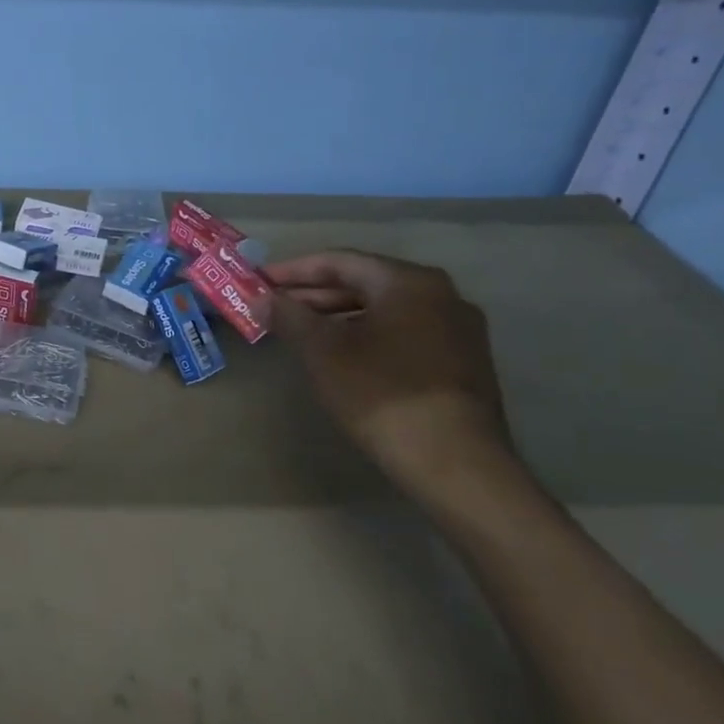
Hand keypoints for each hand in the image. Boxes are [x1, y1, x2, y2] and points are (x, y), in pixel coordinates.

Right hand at [265, 249, 530, 510]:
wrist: (455, 462)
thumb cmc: (381, 393)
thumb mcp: (322, 351)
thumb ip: (289, 316)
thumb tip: (262, 299)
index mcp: (407, 281)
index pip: (339, 261)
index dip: (293, 270)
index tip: (260, 282)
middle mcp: (440, 294)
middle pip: (364, 283)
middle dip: (315, 295)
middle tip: (274, 308)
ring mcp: (458, 329)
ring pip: (385, 310)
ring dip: (339, 317)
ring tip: (301, 333)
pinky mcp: (463, 362)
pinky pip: (404, 333)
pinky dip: (367, 335)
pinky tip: (342, 356)